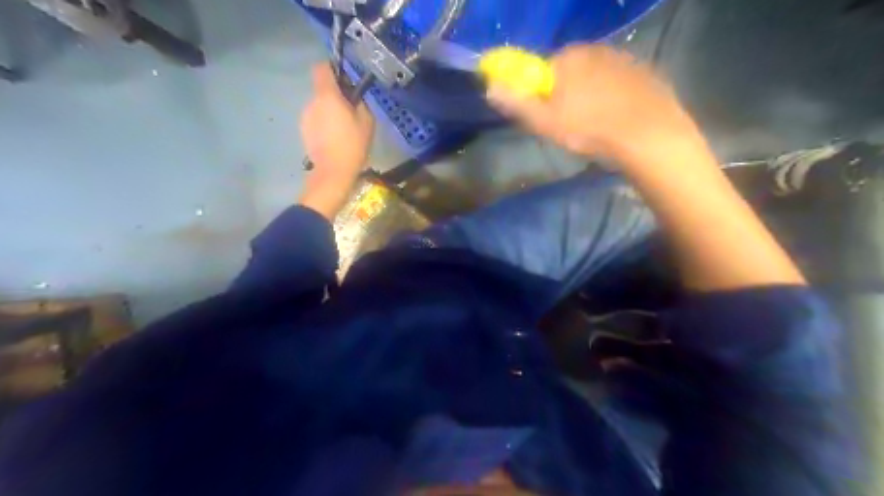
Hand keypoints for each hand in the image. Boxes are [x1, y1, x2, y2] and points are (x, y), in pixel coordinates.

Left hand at [301, 62, 375, 216]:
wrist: (333, 172)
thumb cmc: (353, 145)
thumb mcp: (367, 122)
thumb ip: (360, 103)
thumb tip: (353, 98)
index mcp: (328, 96)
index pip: (322, 68)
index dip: (332, 69)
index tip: (344, 80)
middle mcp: (312, 102)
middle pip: (322, 89)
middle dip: (335, 96)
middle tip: (351, 112)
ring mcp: (305, 117)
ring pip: (319, 106)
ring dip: (330, 112)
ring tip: (343, 130)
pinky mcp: (303, 130)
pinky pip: (315, 120)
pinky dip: (324, 124)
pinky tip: (334, 140)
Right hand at [486, 44, 700, 169]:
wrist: (647, 136)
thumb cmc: (589, 129)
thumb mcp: (544, 122)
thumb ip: (516, 103)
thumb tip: (490, 87)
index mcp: (570, 57)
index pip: (545, 69)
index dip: (543, 93)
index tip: (548, 116)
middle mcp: (597, 49)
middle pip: (571, 71)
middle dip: (567, 93)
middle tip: (571, 124)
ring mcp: (625, 59)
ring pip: (597, 77)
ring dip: (592, 95)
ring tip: (597, 125)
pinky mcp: (646, 73)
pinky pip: (620, 83)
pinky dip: (615, 97)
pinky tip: (618, 119)